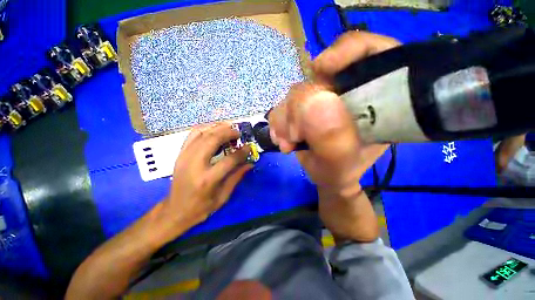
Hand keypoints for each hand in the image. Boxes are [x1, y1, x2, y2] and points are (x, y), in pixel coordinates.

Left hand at [161, 123, 252, 234]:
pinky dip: (205, 128)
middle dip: (228, 133)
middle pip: (212, 140)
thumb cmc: (201, 208)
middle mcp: (194, 165)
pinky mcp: (180, 154)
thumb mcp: (223, 197)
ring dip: (217, 128)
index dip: (242, 152)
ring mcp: (185, 157)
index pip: (229, 160)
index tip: (249, 147)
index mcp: (207, 180)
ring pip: (202, 134)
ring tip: (229, 127)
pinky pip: (192, 135)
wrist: (175, 210)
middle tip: (238, 133)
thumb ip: (236, 177)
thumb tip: (250, 164)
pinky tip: (214, 129)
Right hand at [269, 31, 400, 241]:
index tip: (320, 70)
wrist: (325, 176)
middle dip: (300, 105)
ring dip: (285, 118)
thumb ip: (333, 140)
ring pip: (296, 92)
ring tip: (288, 143)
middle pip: (320, 76)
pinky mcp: (303, 106)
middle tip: (295, 135)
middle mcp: (347, 92)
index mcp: (375, 100)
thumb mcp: (341, 164)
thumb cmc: (340, 172)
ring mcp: (322, 98)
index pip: (372, 52)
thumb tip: (316, 102)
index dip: (347, 51)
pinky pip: (283, 104)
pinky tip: (282, 139)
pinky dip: (279, 122)